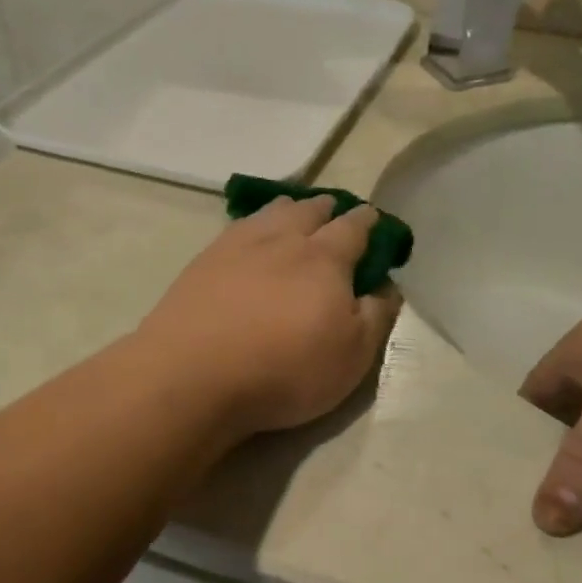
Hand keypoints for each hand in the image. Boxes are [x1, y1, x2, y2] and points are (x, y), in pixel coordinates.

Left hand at [139, 196, 402, 438]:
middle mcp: (284, 238)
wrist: (194, 374)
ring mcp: (239, 245)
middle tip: (335, 214)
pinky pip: (238, 227)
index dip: (369, 222)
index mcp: (325, 258)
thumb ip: (376, 316)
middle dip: (328, 208)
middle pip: (310, 209)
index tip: (374, 221)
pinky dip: (254, 224)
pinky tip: (250, 236)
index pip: (354, 227)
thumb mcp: (351, 356)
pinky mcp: (204, 260)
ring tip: (294, 215)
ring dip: (290, 209)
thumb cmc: (285, 369)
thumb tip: (387, 286)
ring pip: (272, 211)